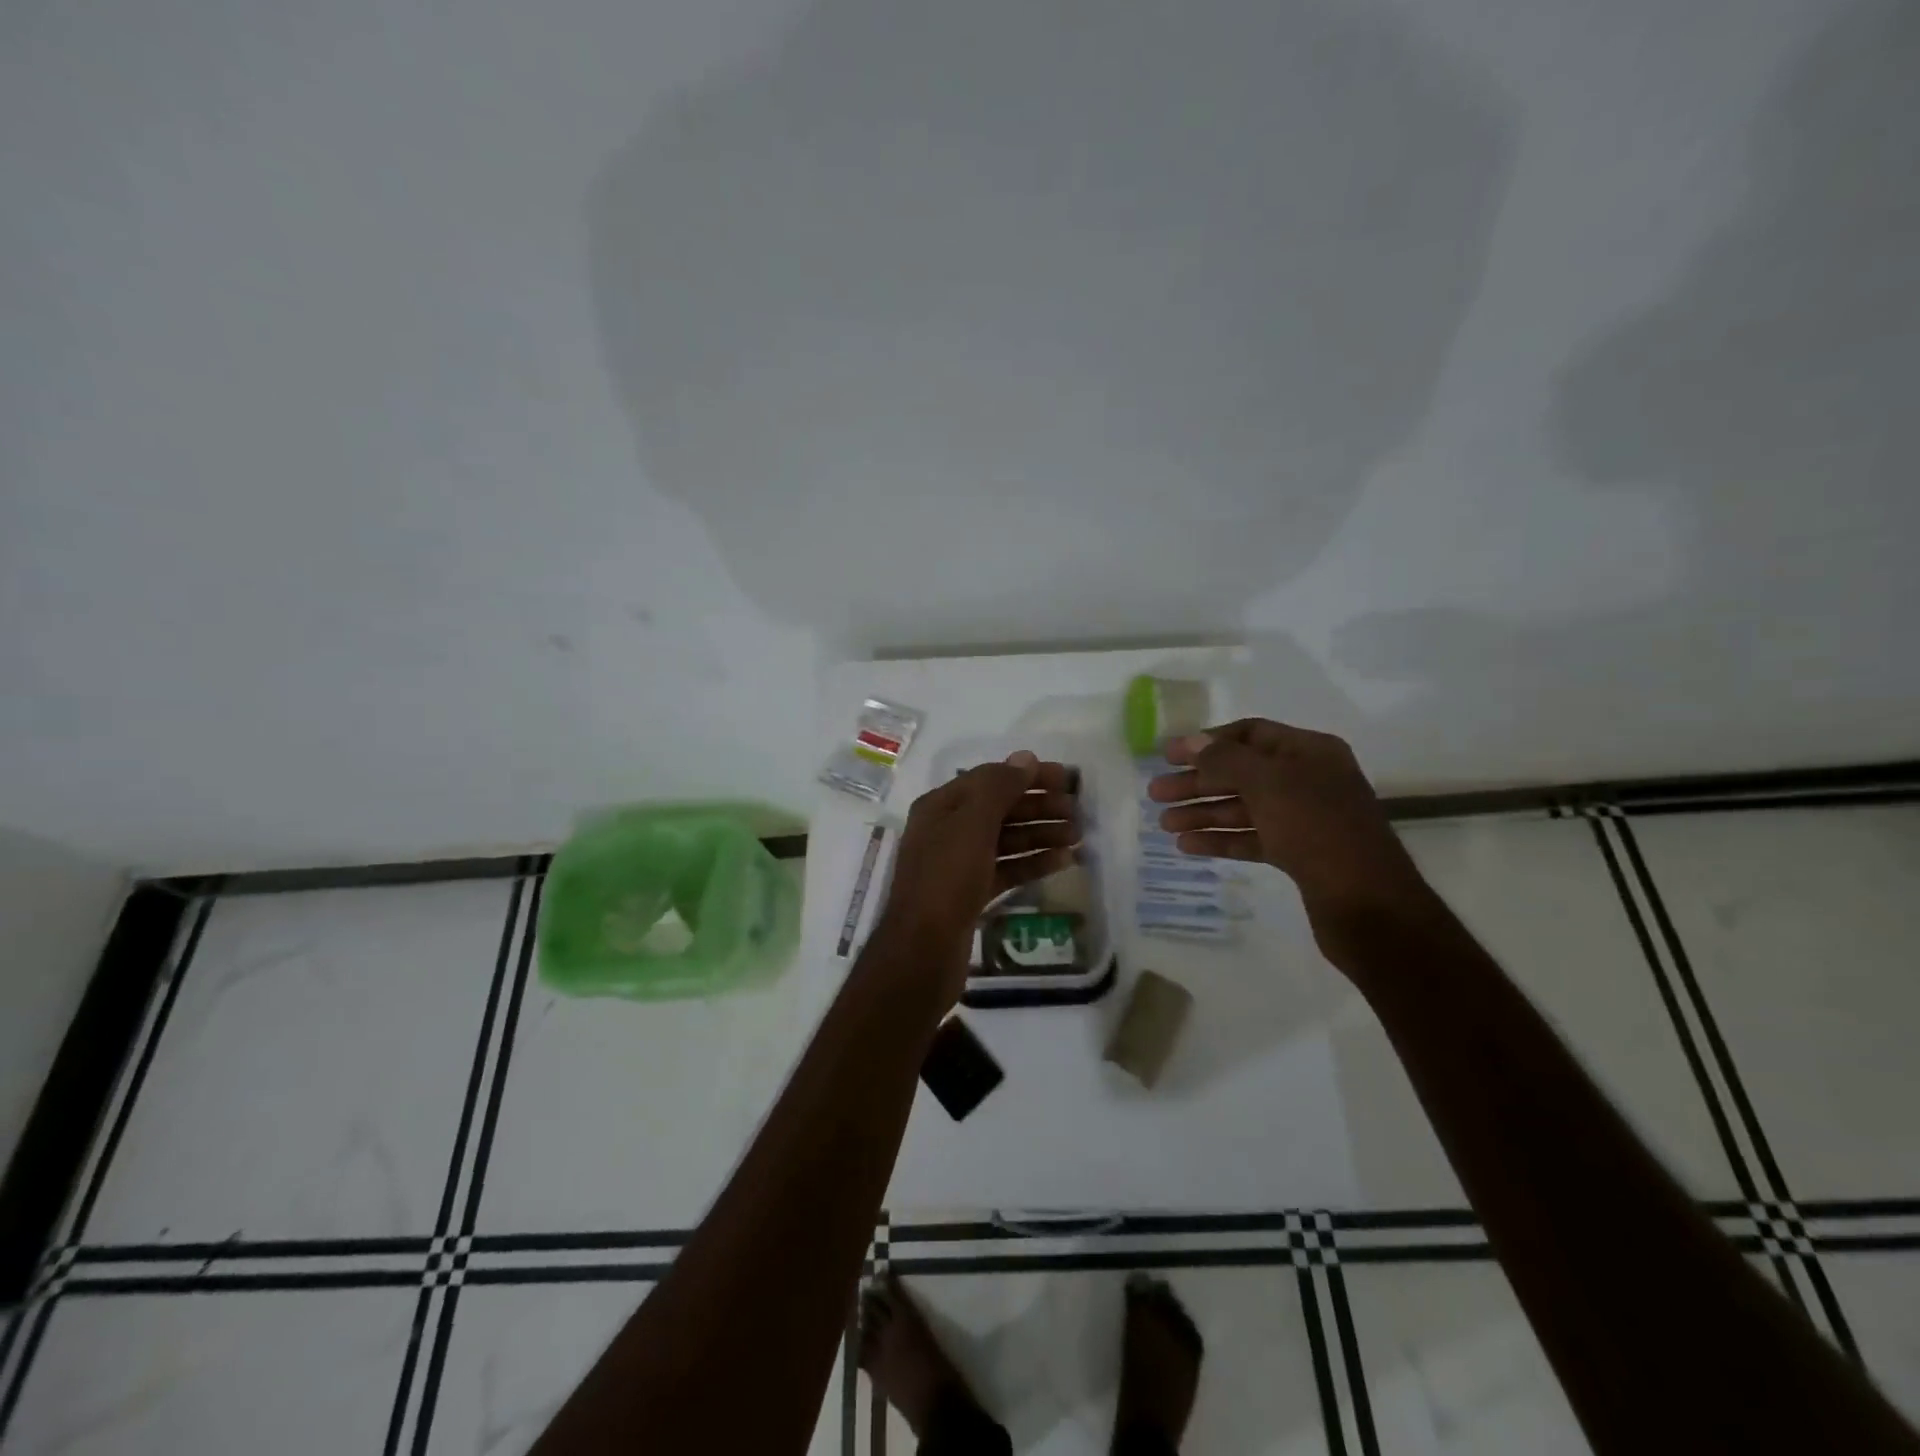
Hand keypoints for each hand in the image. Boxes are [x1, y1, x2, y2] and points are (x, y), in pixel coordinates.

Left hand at [875, 752, 1079, 997]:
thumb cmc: (945, 879)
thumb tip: (1026, 757)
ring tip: (1079, 836)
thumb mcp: (971, 824)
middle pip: (1000, 809)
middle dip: (1039, 807)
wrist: (922, 951)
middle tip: (1079, 812)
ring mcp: (959, 864)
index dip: (1028, 776)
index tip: (1067, 779)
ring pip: (1006, 840)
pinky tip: (1063, 861)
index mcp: (941, 806)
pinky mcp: (971, 894)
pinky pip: (1006, 868)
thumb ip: (998, 788)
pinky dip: (1033, 862)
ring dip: (1041, 834)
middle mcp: (948, 830)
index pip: (990, 779)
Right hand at [1147, 719, 1427, 944]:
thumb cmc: (1317, 828)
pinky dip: (1221, 839)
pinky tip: (1187, 847)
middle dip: (1197, 782)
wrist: (1369, 903)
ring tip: (1164, 825)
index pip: (1250, 734)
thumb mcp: (1268, 783)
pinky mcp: (1299, 854)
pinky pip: (1252, 838)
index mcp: (1309, 752)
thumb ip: (1225, 760)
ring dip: (1203, 813)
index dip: (1207, 742)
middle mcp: (1308, 780)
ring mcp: (1304, 819)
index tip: (1167, 756)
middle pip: (1241, 773)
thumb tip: (1190, 741)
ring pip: (1243, 808)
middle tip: (1155, 794)